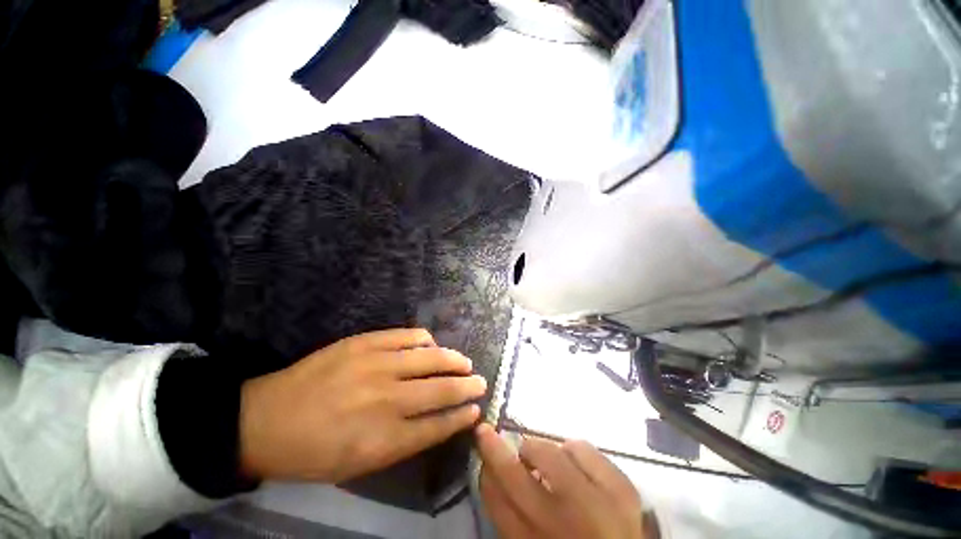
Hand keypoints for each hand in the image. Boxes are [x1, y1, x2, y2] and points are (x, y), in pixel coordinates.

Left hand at [239, 328, 485, 482]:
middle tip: (479, 382)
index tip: (476, 410)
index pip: (439, 425)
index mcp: (384, 439)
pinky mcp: (366, 342)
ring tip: (465, 362)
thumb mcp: (358, 465)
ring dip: (454, 360)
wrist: (264, 420)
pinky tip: (431, 344)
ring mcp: (377, 365)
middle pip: (442, 389)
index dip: (461, 417)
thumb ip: (402, 443)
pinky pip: (408, 336)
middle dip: (467, 386)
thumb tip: (436, 421)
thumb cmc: (312, 453)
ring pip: (432, 358)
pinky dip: (425, 339)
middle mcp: (387, 399)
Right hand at [476, 424, 644, 538]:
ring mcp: (598, 506)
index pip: (497, 502)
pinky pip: (585, 449)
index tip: (480, 443)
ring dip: (541, 451)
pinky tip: (576, 465)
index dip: (485, 467)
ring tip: (547, 463)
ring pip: (551, 454)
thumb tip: (492, 472)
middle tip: (490, 435)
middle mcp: (563, 526)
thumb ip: (511, 516)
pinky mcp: (624, 490)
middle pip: (516, 476)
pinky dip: (573, 450)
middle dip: (496, 449)